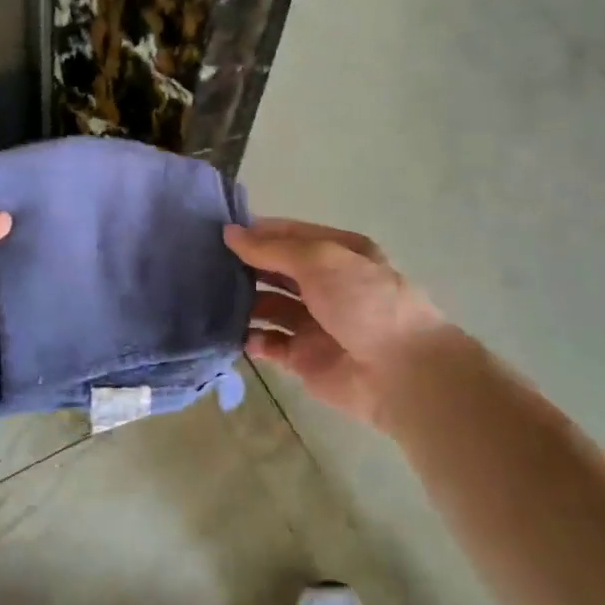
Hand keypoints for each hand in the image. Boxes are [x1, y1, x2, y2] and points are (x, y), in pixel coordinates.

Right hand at [224, 218, 451, 425]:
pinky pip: (270, 343)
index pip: (289, 235)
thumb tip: (230, 233)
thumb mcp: (320, 261)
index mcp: (339, 253)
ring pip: (269, 306)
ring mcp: (315, 322)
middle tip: (204, 265)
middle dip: (245, 267)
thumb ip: (272, 249)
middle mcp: (326, 284)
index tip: (217, 233)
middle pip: (277, 270)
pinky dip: (252, 339)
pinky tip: (233, 335)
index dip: (256, 232)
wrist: (400, 372)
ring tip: (210, 299)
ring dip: (244, 303)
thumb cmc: (363, 302)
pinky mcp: (304, 357)